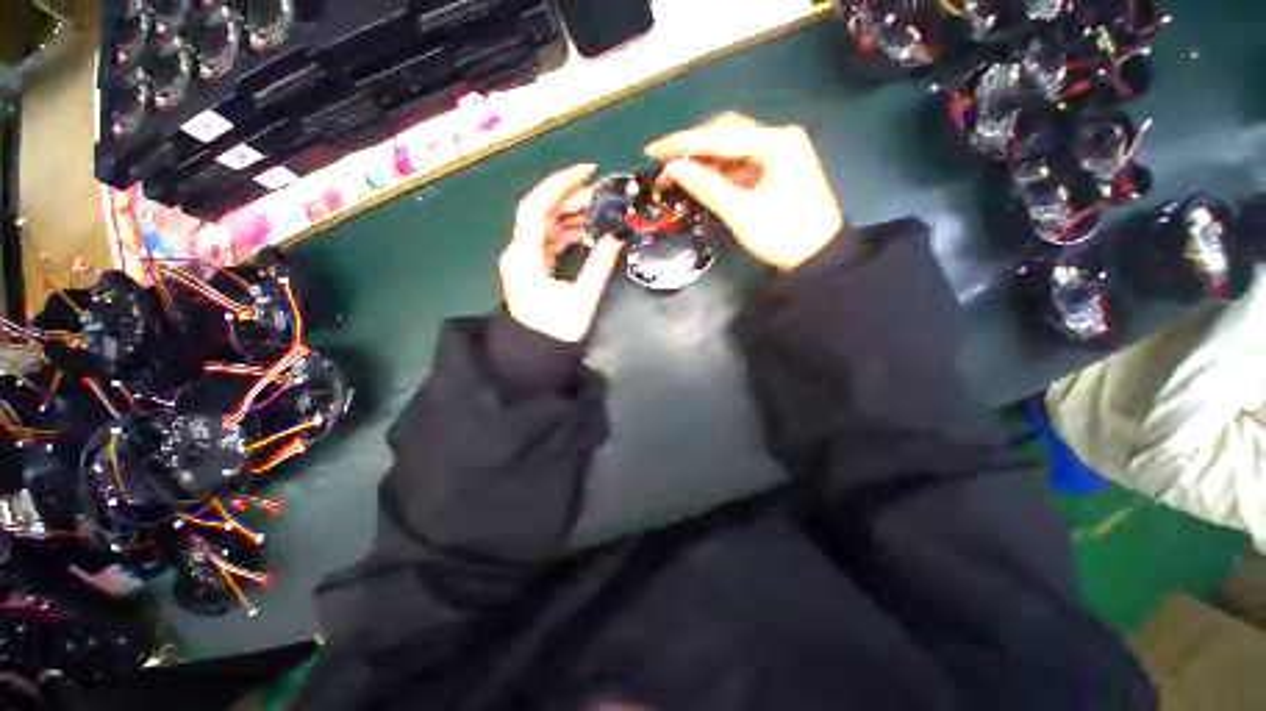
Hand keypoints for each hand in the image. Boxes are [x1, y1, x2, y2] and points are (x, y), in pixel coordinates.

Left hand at [500, 164, 624, 342]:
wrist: (536, 355)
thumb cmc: (556, 331)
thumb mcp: (582, 298)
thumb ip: (600, 265)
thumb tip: (619, 236)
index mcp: (525, 257)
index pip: (536, 207)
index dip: (559, 184)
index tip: (587, 172)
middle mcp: (519, 252)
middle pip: (542, 213)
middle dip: (571, 200)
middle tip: (603, 197)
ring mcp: (524, 260)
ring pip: (546, 226)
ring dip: (571, 216)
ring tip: (601, 212)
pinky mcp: (532, 268)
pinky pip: (548, 241)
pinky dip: (567, 234)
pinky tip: (588, 231)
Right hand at [646, 117, 844, 271]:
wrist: (819, 257)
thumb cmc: (782, 234)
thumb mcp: (741, 212)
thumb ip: (706, 186)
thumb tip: (672, 169)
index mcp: (775, 141)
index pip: (719, 136)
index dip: (682, 143)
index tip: (652, 150)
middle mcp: (779, 137)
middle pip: (726, 133)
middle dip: (693, 147)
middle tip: (664, 164)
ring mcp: (780, 152)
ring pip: (733, 147)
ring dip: (705, 159)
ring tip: (677, 173)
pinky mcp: (777, 169)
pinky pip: (741, 162)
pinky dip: (719, 170)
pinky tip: (702, 179)